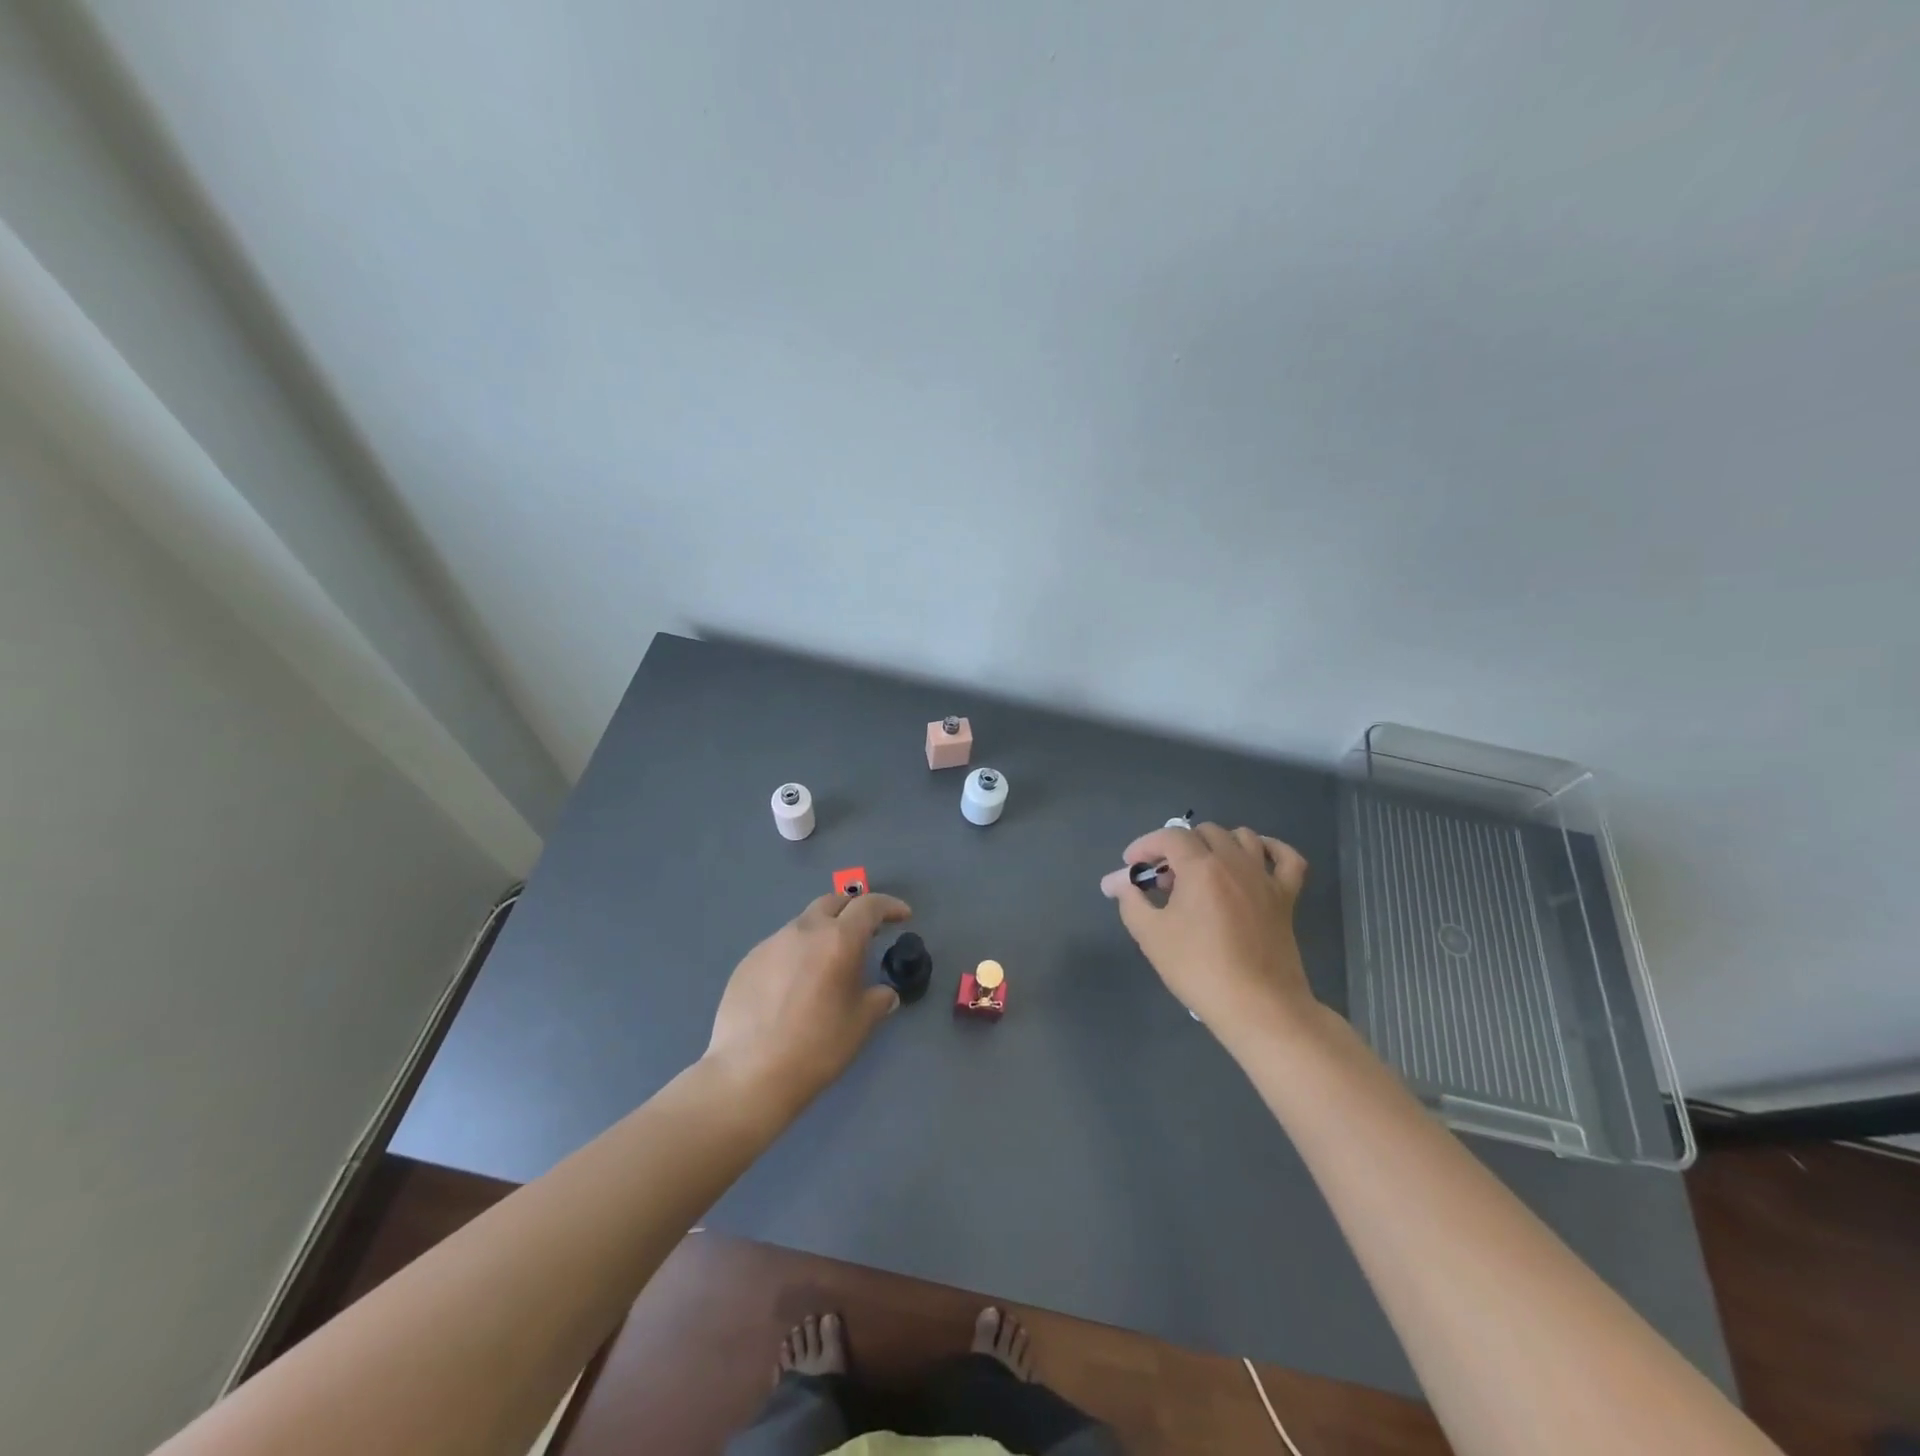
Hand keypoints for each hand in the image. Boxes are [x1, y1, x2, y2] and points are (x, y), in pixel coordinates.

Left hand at [705, 891, 911, 1106]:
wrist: (749, 1073)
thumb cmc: (817, 1047)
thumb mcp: (860, 1023)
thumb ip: (877, 999)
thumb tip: (884, 994)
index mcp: (838, 939)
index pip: (869, 905)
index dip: (889, 906)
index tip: (902, 916)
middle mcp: (804, 930)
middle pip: (833, 902)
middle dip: (853, 909)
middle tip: (866, 931)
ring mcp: (771, 943)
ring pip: (804, 923)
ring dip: (822, 932)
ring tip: (827, 963)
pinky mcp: (748, 961)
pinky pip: (780, 946)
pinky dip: (796, 953)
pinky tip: (794, 985)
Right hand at [1100, 823, 1316, 1043]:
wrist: (1258, 1007)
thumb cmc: (1199, 969)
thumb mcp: (1151, 935)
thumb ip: (1130, 900)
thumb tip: (1116, 882)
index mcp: (1201, 867)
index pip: (1169, 836)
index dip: (1145, 845)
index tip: (1131, 867)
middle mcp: (1235, 862)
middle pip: (1204, 832)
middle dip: (1178, 846)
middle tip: (1164, 877)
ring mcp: (1265, 878)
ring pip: (1243, 837)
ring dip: (1217, 844)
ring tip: (1202, 869)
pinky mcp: (1287, 897)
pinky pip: (1288, 859)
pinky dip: (1272, 850)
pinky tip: (1257, 858)